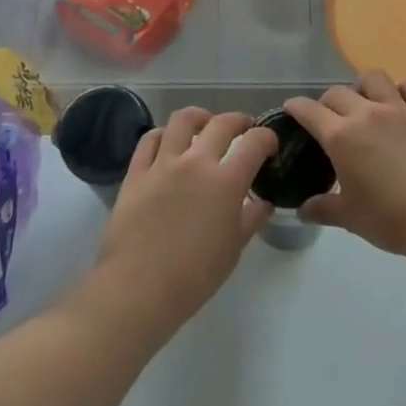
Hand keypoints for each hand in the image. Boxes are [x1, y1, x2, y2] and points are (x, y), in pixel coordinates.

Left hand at [85, 108, 275, 340]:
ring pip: (182, 120)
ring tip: (205, 124)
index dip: (266, 138)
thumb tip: (263, 203)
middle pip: (221, 123)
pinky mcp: (136, 172)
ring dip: (200, 117)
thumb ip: (250, 219)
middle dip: (239, 120)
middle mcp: (196, 163)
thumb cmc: (194, 276)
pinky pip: (150, 140)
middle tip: (244, 128)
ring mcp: (163, 164)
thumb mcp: (233, 250)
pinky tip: (169, 142)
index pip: (254, 143)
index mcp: (226, 181)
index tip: (269, 145)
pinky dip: (163, 134)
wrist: (139, 288)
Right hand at [286, 72, 405, 266]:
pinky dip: (402, 90)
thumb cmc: (392, 220)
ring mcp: (400, 110)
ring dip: (362, 87)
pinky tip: (401, 104)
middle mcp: (367, 114)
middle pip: (337, 92)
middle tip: (329, 119)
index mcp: (341, 137)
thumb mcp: (350, 219)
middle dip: (327, 102)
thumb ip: (323, 209)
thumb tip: (302, 210)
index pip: (309, 111)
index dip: (296, 107)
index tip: (291, 108)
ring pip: (374, 79)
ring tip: (365, 104)